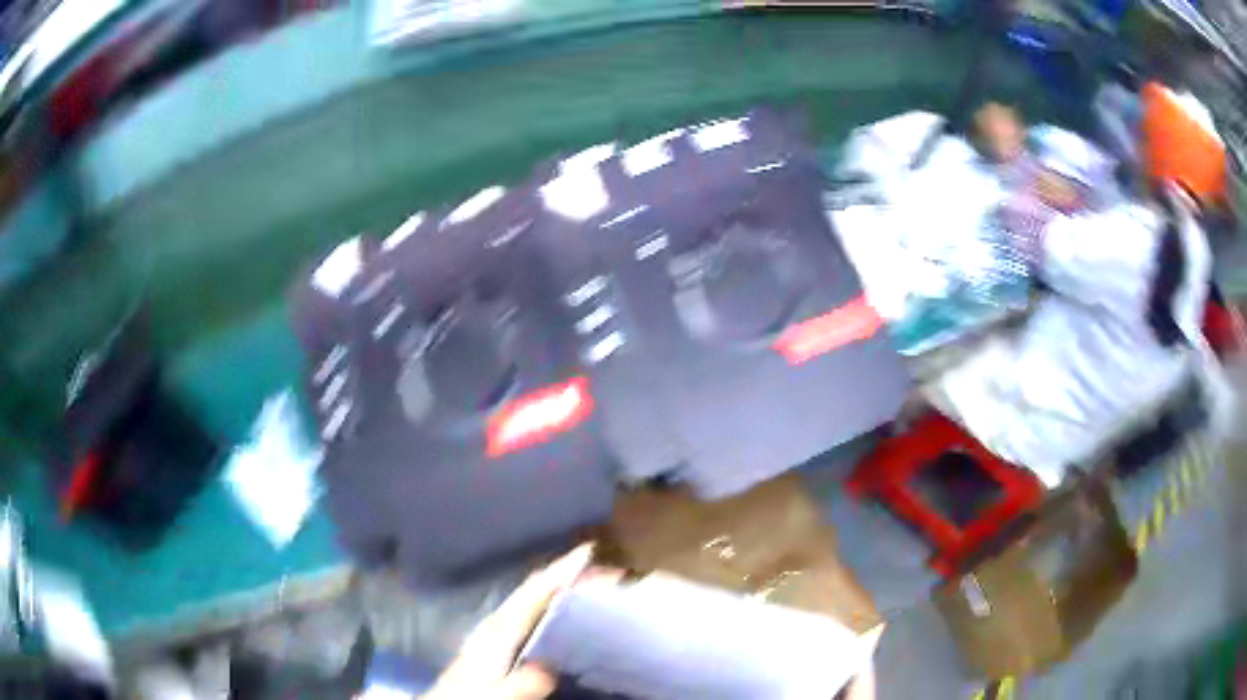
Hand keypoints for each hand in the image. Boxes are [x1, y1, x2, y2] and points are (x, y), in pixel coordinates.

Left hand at [423, 545, 594, 699]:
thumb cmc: (471, 696)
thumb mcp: (496, 694)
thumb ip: (520, 684)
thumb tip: (549, 671)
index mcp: (499, 629)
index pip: (534, 592)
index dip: (561, 571)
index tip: (588, 551)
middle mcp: (498, 621)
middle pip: (534, 589)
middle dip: (566, 574)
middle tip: (604, 569)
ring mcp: (496, 629)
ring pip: (531, 598)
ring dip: (559, 586)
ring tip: (590, 582)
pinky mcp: (497, 639)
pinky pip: (528, 610)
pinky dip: (548, 601)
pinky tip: (562, 609)